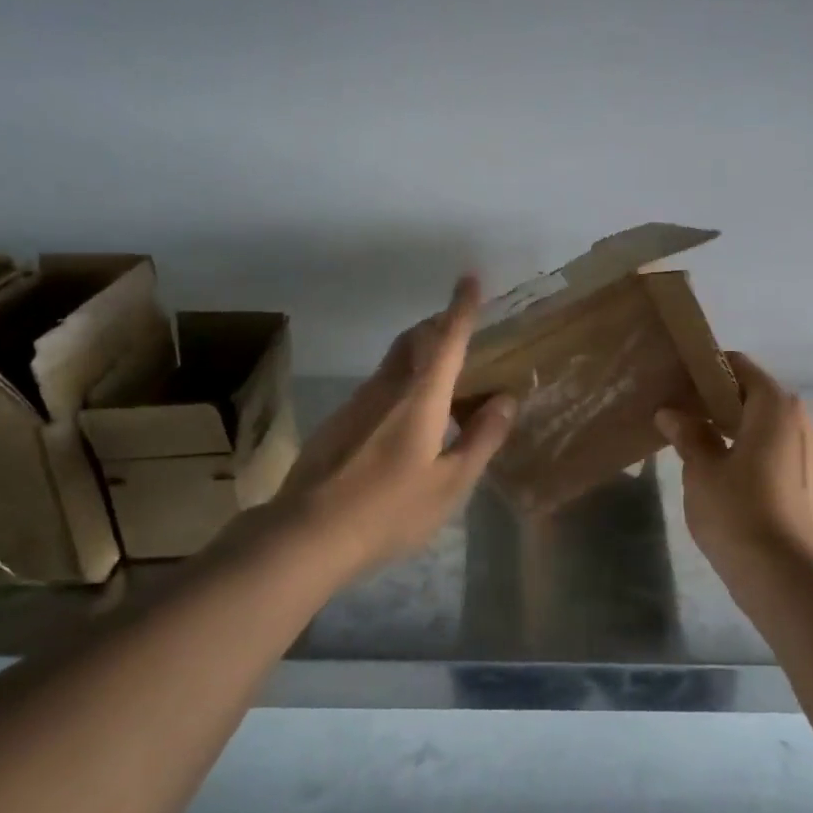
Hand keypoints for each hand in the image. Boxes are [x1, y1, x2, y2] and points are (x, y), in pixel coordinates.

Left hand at [252, 276, 515, 587]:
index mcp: (420, 398)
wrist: (307, 534)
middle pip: (414, 341)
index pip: (446, 340)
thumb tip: (506, 400)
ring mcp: (356, 404)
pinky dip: (402, 385)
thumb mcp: (450, 483)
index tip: (468, 278)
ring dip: (420, 356)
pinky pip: (378, 388)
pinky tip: (408, 421)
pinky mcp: (338, 424)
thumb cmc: (390, 510)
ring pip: (394, 363)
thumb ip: (481, 439)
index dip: (461, 308)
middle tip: (461, 330)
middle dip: (438, 325)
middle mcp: (386, 390)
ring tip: (444, 379)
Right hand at [655, 352, 812, 571]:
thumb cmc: (736, 510)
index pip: (740, 367)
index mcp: (776, 405)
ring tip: (702, 447)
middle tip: (683, 417)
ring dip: (738, 429)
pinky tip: (730, 475)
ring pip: (769, 426)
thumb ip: (688, 433)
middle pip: (756, 396)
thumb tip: (671, 412)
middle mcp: (803, 419)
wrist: (783, 573)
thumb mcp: (701, 469)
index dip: (707, 371)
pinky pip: (780, 451)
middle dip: (719, 402)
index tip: (678, 384)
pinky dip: (755, 452)